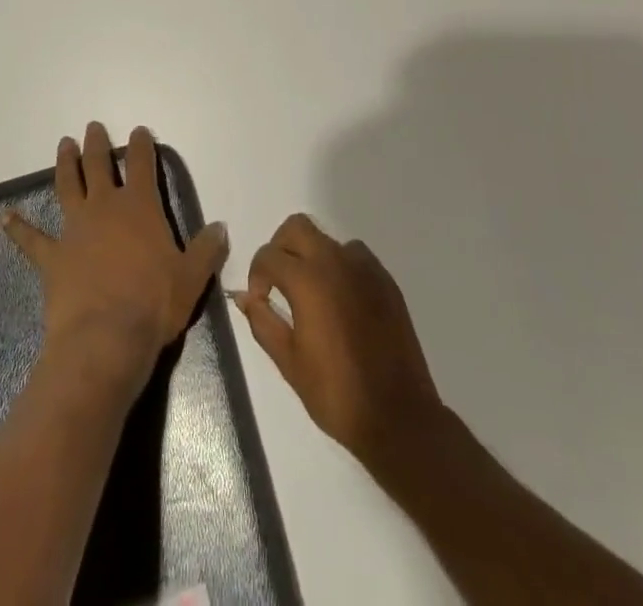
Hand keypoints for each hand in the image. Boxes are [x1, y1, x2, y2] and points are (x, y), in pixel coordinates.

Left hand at [3, 122, 227, 397]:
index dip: (142, 145)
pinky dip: (17, 227)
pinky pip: (31, 239)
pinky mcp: (52, 257)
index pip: (143, 164)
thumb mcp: (192, 277)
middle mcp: (105, 207)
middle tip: (93, 127)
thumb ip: (207, 249)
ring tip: (64, 144)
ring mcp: (75, 229)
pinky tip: (3, 217)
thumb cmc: (154, 303)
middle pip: (100, 165)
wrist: (105, 338)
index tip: (139, 131)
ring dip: (66, 164)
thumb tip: (221, 227)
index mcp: (140, 206)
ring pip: (68, 186)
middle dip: (98, 144)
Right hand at [234, 215, 443, 472]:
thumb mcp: (289, 362)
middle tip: (278, 282)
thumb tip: (245, 296)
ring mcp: (365, 267)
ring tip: (311, 293)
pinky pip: (354, 256)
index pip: (269, 255)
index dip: (256, 275)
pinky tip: (340, 301)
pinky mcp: (385, 279)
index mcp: (308, 279)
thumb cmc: (336, 392)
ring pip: (327, 239)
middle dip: (280, 247)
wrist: (397, 415)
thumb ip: (262, 321)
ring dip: (311, 255)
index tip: (260, 300)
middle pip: (297, 227)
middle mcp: (336, 261)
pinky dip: (339, 267)